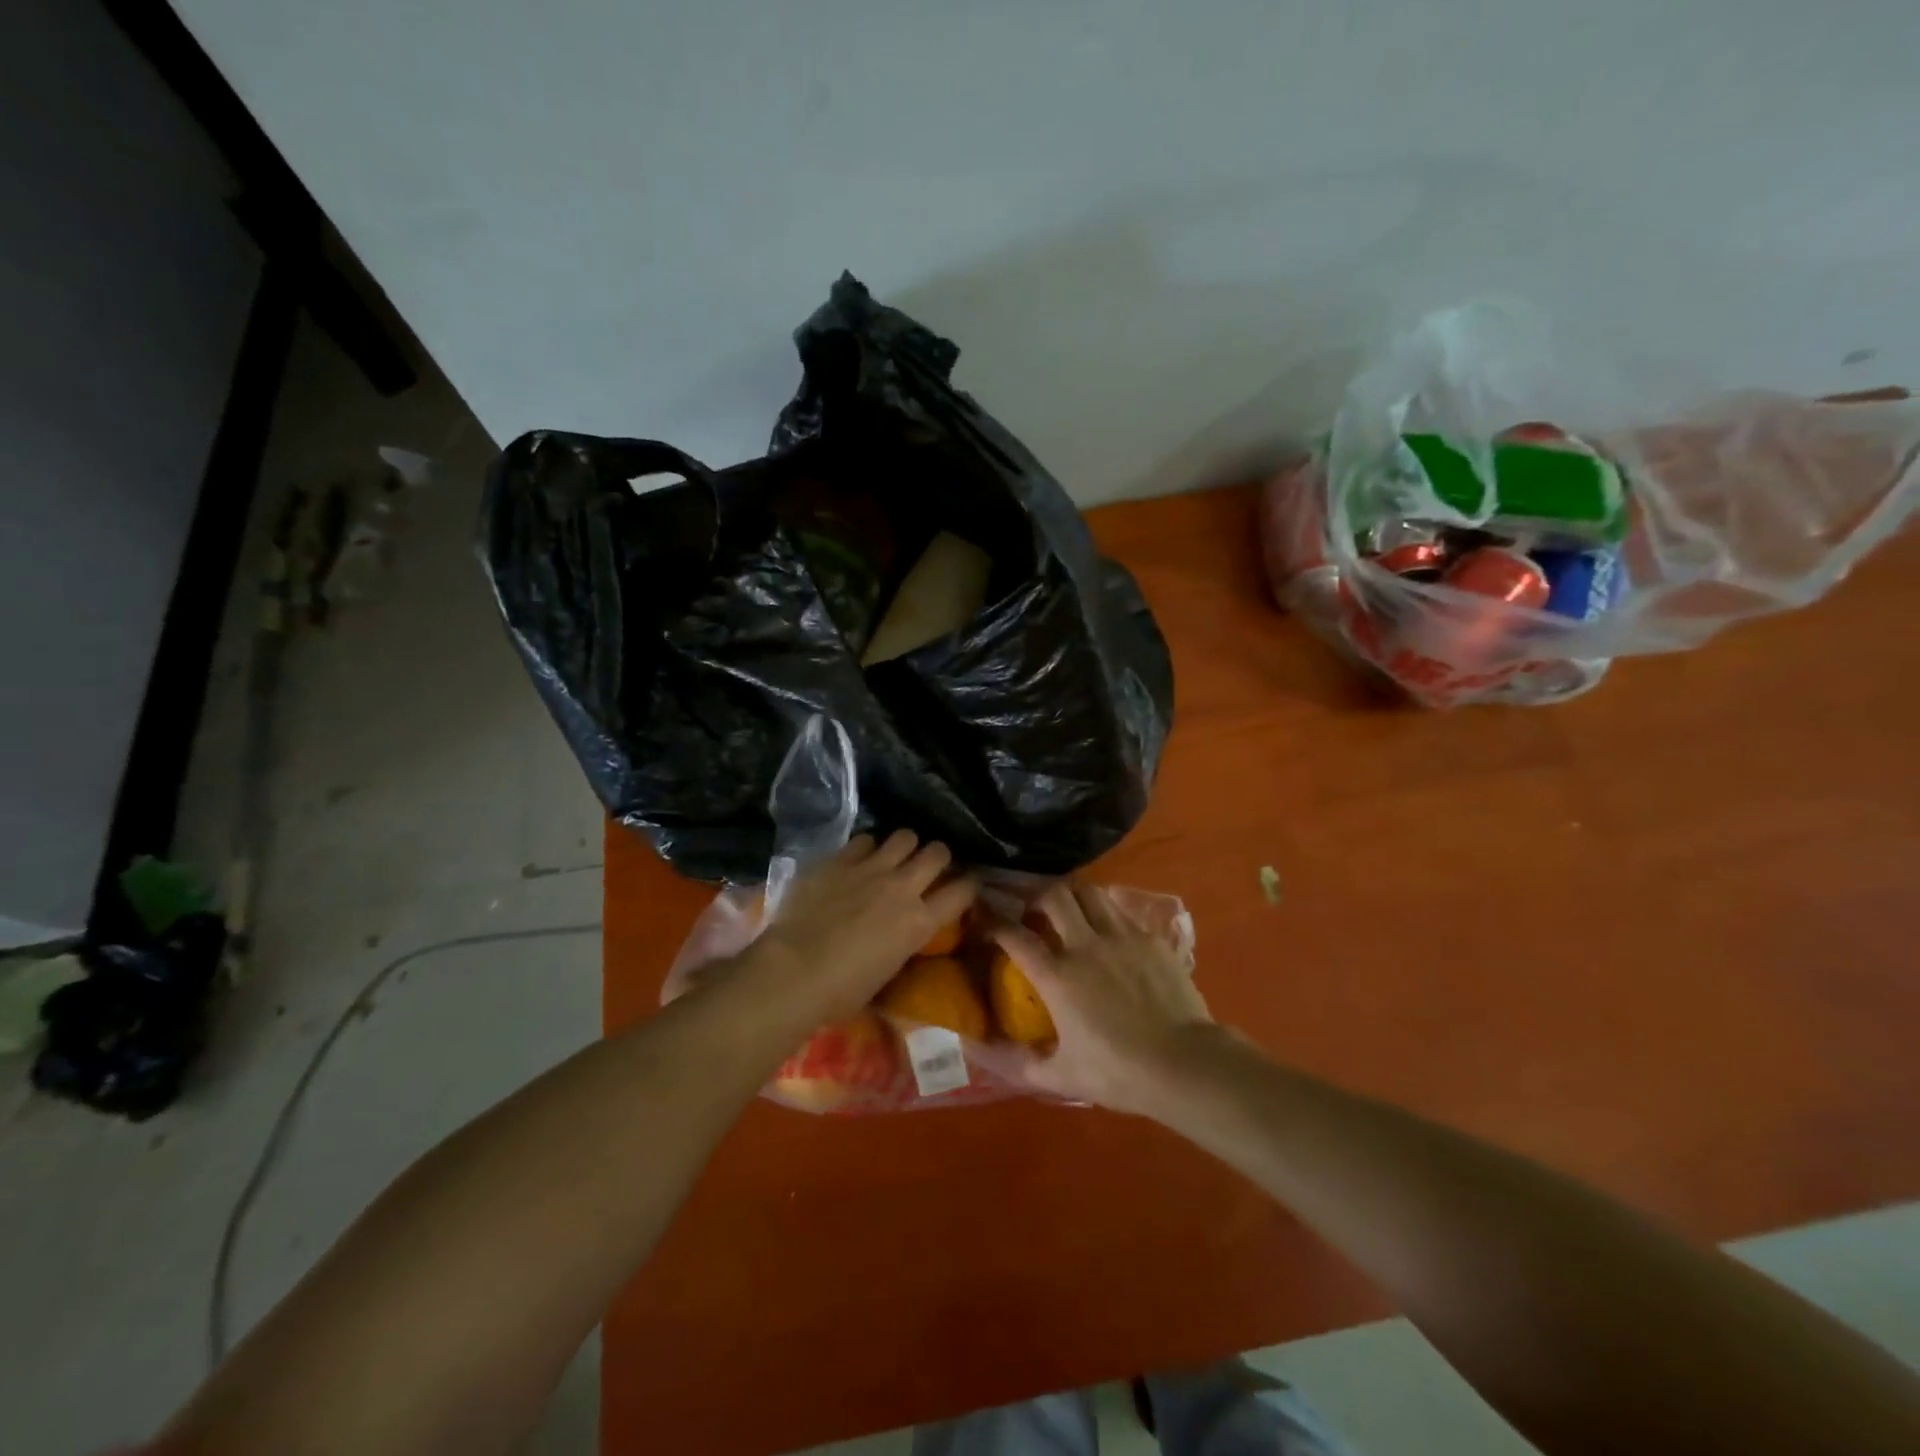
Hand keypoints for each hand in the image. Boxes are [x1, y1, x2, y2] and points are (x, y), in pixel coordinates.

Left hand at [753, 831, 975, 1024]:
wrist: (793, 971)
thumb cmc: (840, 991)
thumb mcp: (887, 971)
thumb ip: (902, 942)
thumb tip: (901, 932)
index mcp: (919, 923)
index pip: (963, 891)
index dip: (968, 886)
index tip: (964, 886)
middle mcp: (903, 888)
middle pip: (938, 852)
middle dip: (937, 856)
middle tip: (927, 866)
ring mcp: (871, 869)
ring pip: (905, 836)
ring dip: (905, 846)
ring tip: (894, 856)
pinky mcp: (840, 860)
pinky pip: (865, 839)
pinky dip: (867, 848)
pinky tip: (858, 859)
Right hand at [992, 882, 1212, 1115]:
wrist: (1184, 1064)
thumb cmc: (1119, 1072)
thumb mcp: (1062, 1076)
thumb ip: (1021, 1062)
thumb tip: (983, 1050)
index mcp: (1057, 976)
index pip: (1015, 935)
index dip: (995, 922)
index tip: (986, 920)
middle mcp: (1085, 945)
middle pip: (1054, 895)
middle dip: (1037, 897)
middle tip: (1035, 912)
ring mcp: (1121, 937)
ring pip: (1089, 893)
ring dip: (1073, 897)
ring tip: (1071, 912)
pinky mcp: (1150, 938)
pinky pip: (1121, 911)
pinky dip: (1106, 912)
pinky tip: (1108, 931)